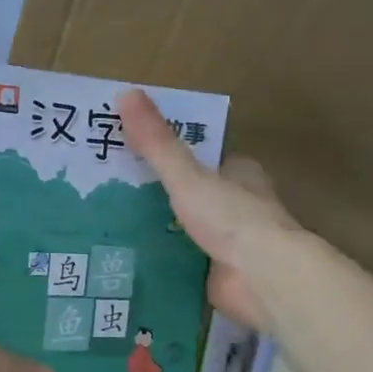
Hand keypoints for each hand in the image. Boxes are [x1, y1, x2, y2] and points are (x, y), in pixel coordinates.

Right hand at [120, 89, 301, 329]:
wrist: (263, 278)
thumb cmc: (231, 217)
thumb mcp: (186, 174)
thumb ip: (157, 141)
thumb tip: (126, 92)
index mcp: (239, 173)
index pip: (202, 156)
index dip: (168, 153)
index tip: (130, 152)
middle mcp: (237, 204)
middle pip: (192, 192)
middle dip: (157, 193)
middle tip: (109, 191)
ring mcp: (230, 241)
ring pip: (186, 228)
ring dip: (157, 228)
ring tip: (109, 224)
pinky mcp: (220, 273)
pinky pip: (183, 261)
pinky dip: (161, 260)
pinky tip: (128, 258)